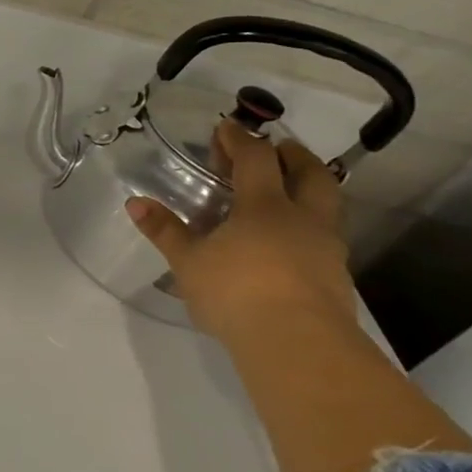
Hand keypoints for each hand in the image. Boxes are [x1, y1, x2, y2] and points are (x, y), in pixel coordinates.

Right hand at [125, 120, 358, 343]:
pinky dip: (308, 224)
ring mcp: (325, 249)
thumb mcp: (188, 261)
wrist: (298, 345)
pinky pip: (324, 236)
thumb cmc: (236, 291)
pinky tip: (289, 239)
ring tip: (287, 190)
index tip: (227, 126)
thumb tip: (136, 203)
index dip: (241, 139)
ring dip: (309, 188)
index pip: (256, 160)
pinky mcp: (335, 278)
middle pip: (310, 174)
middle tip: (278, 147)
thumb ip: (166, 231)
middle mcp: (303, 219)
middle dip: (293, 155)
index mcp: (265, 206)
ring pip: (326, 205)